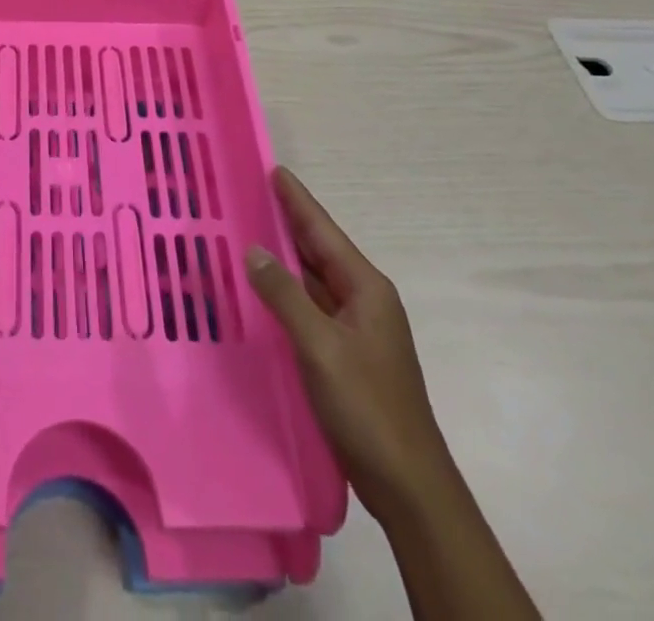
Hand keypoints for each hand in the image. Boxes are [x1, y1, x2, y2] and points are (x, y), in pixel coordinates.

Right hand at [246, 167, 454, 522]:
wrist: (407, 484)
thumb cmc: (368, 407)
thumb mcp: (320, 347)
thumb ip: (285, 295)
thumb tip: (254, 250)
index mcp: (365, 288)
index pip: (323, 231)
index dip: (297, 200)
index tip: (273, 170)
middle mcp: (362, 300)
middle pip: (318, 251)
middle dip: (286, 222)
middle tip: (248, 195)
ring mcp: (355, 329)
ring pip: (312, 280)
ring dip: (283, 257)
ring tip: (246, 232)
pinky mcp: (344, 354)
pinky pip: (309, 308)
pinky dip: (285, 292)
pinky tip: (261, 290)